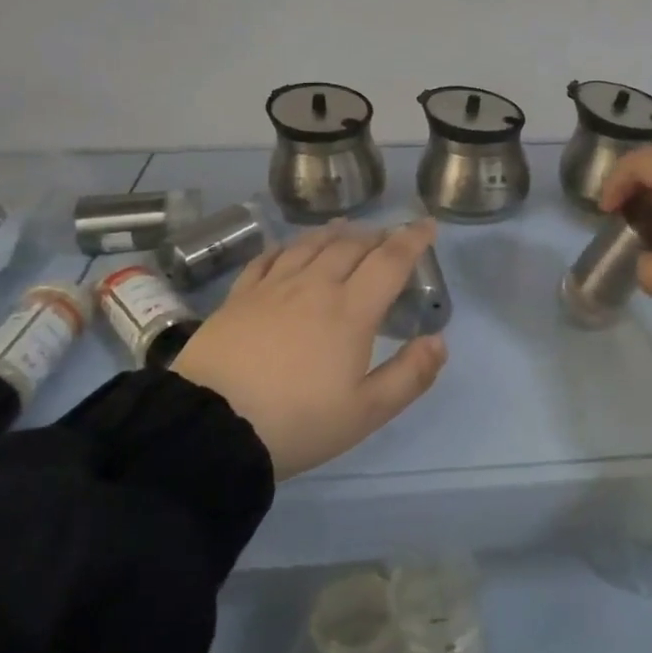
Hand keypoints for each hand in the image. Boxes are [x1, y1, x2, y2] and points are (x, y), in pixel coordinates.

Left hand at [173, 220, 447, 478]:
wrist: (211, 427)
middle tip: (389, 238)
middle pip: (351, 246)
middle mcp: (315, 286)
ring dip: (335, 233)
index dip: (412, 240)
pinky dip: (288, 246)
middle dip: (377, 236)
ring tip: (347, 230)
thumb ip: (409, 375)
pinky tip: (290, 248)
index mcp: (351, 311)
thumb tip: (440, 340)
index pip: (390, 261)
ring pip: (310, 245)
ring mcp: (273, 287)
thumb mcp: (365, 412)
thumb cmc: (297, 422)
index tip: (428, 225)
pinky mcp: (239, 296)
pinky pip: (269, 258)